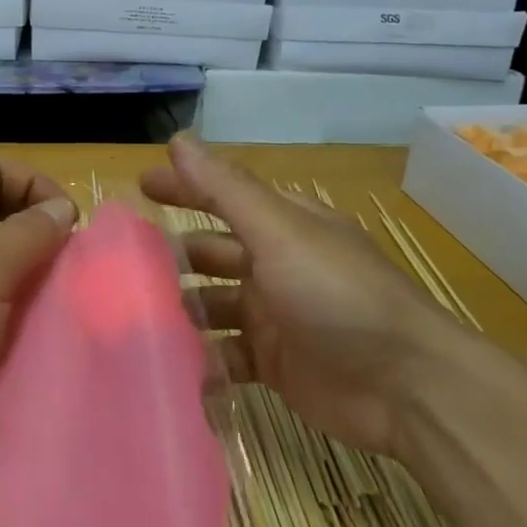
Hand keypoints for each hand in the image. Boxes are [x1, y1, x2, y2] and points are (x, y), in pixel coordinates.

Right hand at [141, 134, 477, 455]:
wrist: (407, 387)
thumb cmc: (339, 297)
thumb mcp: (280, 234)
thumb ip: (226, 191)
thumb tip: (179, 139)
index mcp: (283, 228)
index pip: (223, 198)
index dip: (183, 189)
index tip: (139, 186)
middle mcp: (276, 267)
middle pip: (211, 255)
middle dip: (171, 259)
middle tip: (119, 268)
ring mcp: (275, 318)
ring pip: (212, 308)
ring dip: (181, 313)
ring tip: (134, 322)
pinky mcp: (274, 365)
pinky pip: (225, 358)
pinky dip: (202, 364)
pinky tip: (171, 371)